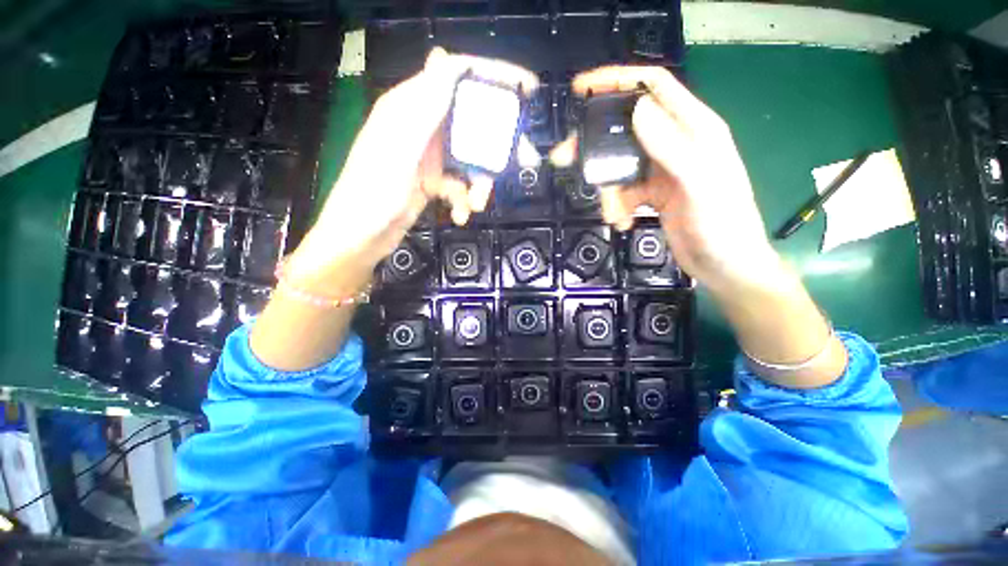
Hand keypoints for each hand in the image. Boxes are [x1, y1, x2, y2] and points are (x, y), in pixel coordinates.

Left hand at [293, 49, 538, 279]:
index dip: (491, 76)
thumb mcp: (398, 147)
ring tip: (478, 204)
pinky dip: (464, 200)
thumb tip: (445, 57)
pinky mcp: (432, 181)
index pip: (455, 77)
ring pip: (470, 159)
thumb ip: (423, 106)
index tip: (526, 87)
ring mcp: (428, 156)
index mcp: (410, 108)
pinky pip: (460, 184)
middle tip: (527, 159)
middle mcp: (422, 127)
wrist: (361, 237)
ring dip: (480, 183)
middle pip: (472, 123)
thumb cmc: (373, 192)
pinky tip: (461, 215)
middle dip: (498, 144)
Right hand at [551, 66, 778, 293]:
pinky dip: (617, 206)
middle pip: (627, 128)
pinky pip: (624, 192)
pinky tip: (622, 222)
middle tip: (566, 156)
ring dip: (607, 188)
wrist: (723, 265)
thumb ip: (671, 145)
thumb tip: (637, 107)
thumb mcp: (699, 183)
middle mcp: (676, 143)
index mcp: (695, 128)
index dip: (619, 80)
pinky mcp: (652, 193)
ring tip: (610, 213)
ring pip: (620, 164)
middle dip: (596, 142)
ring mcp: (662, 170)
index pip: (655, 88)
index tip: (583, 88)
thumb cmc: (722, 224)